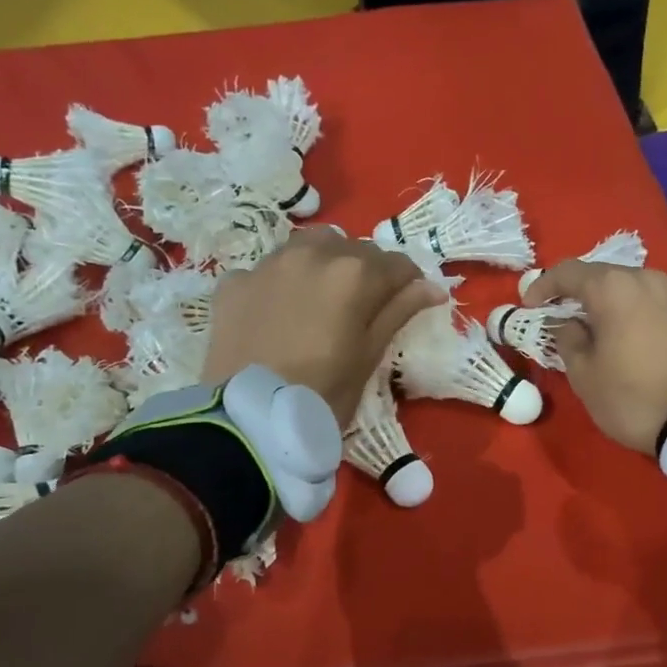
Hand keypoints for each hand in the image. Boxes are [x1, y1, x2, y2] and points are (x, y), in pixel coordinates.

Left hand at [202, 229, 445, 426]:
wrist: (250, 419)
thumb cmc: (323, 394)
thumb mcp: (369, 356)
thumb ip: (399, 312)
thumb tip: (433, 288)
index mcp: (354, 274)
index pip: (397, 264)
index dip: (407, 284)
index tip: (406, 303)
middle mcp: (312, 254)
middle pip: (353, 250)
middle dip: (365, 272)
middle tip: (361, 309)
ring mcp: (268, 265)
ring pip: (308, 247)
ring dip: (322, 264)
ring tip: (319, 301)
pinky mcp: (234, 282)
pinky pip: (266, 270)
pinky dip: (278, 284)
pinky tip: (276, 314)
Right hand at [523, 262, 666, 453]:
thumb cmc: (631, 396)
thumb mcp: (583, 374)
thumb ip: (567, 339)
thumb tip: (568, 324)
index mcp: (613, 288)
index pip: (568, 272)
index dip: (543, 286)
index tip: (530, 306)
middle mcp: (646, 279)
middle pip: (603, 276)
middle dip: (578, 294)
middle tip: (562, 318)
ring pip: (631, 289)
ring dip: (609, 304)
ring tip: (597, 330)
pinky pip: (653, 305)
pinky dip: (634, 314)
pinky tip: (629, 340)